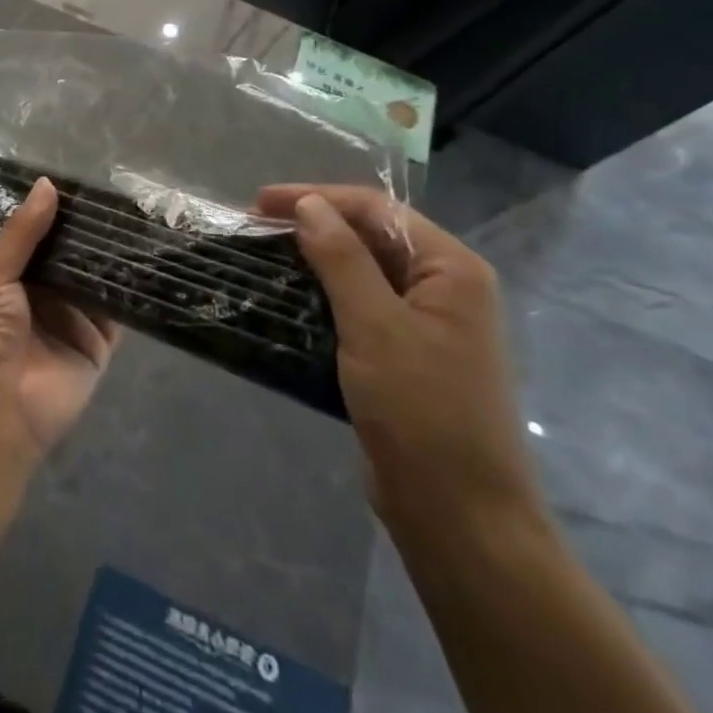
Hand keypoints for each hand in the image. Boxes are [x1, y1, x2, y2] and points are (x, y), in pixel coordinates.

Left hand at [0, 178, 122, 463]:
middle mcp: (43, 293)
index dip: (58, 212)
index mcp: (11, 276)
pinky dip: (130, 289)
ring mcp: (72, 318)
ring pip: (97, 278)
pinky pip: (117, 311)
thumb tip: (47, 184)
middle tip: (124, 196)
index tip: (86, 181)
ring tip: (143, 217)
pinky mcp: (98, 343)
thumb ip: (23, 233)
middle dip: (91, 231)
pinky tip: (150, 259)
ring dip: (113, 255)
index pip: (39, 235)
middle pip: (72, 254)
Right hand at [255, 184, 544, 544]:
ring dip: (314, 259)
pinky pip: (360, 307)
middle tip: (253, 229)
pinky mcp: (404, 355)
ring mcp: (426, 323)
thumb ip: (341, 258)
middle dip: (313, 225)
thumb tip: (308, 205)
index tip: (258, 204)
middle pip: (371, 235)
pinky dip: (323, 295)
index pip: (377, 210)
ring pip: (362, 271)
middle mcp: (444, 287)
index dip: (316, 197)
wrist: (458, 515)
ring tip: (263, 257)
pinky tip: (287, 297)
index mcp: (451, 269)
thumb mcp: (375, 326)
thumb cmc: (422, 410)